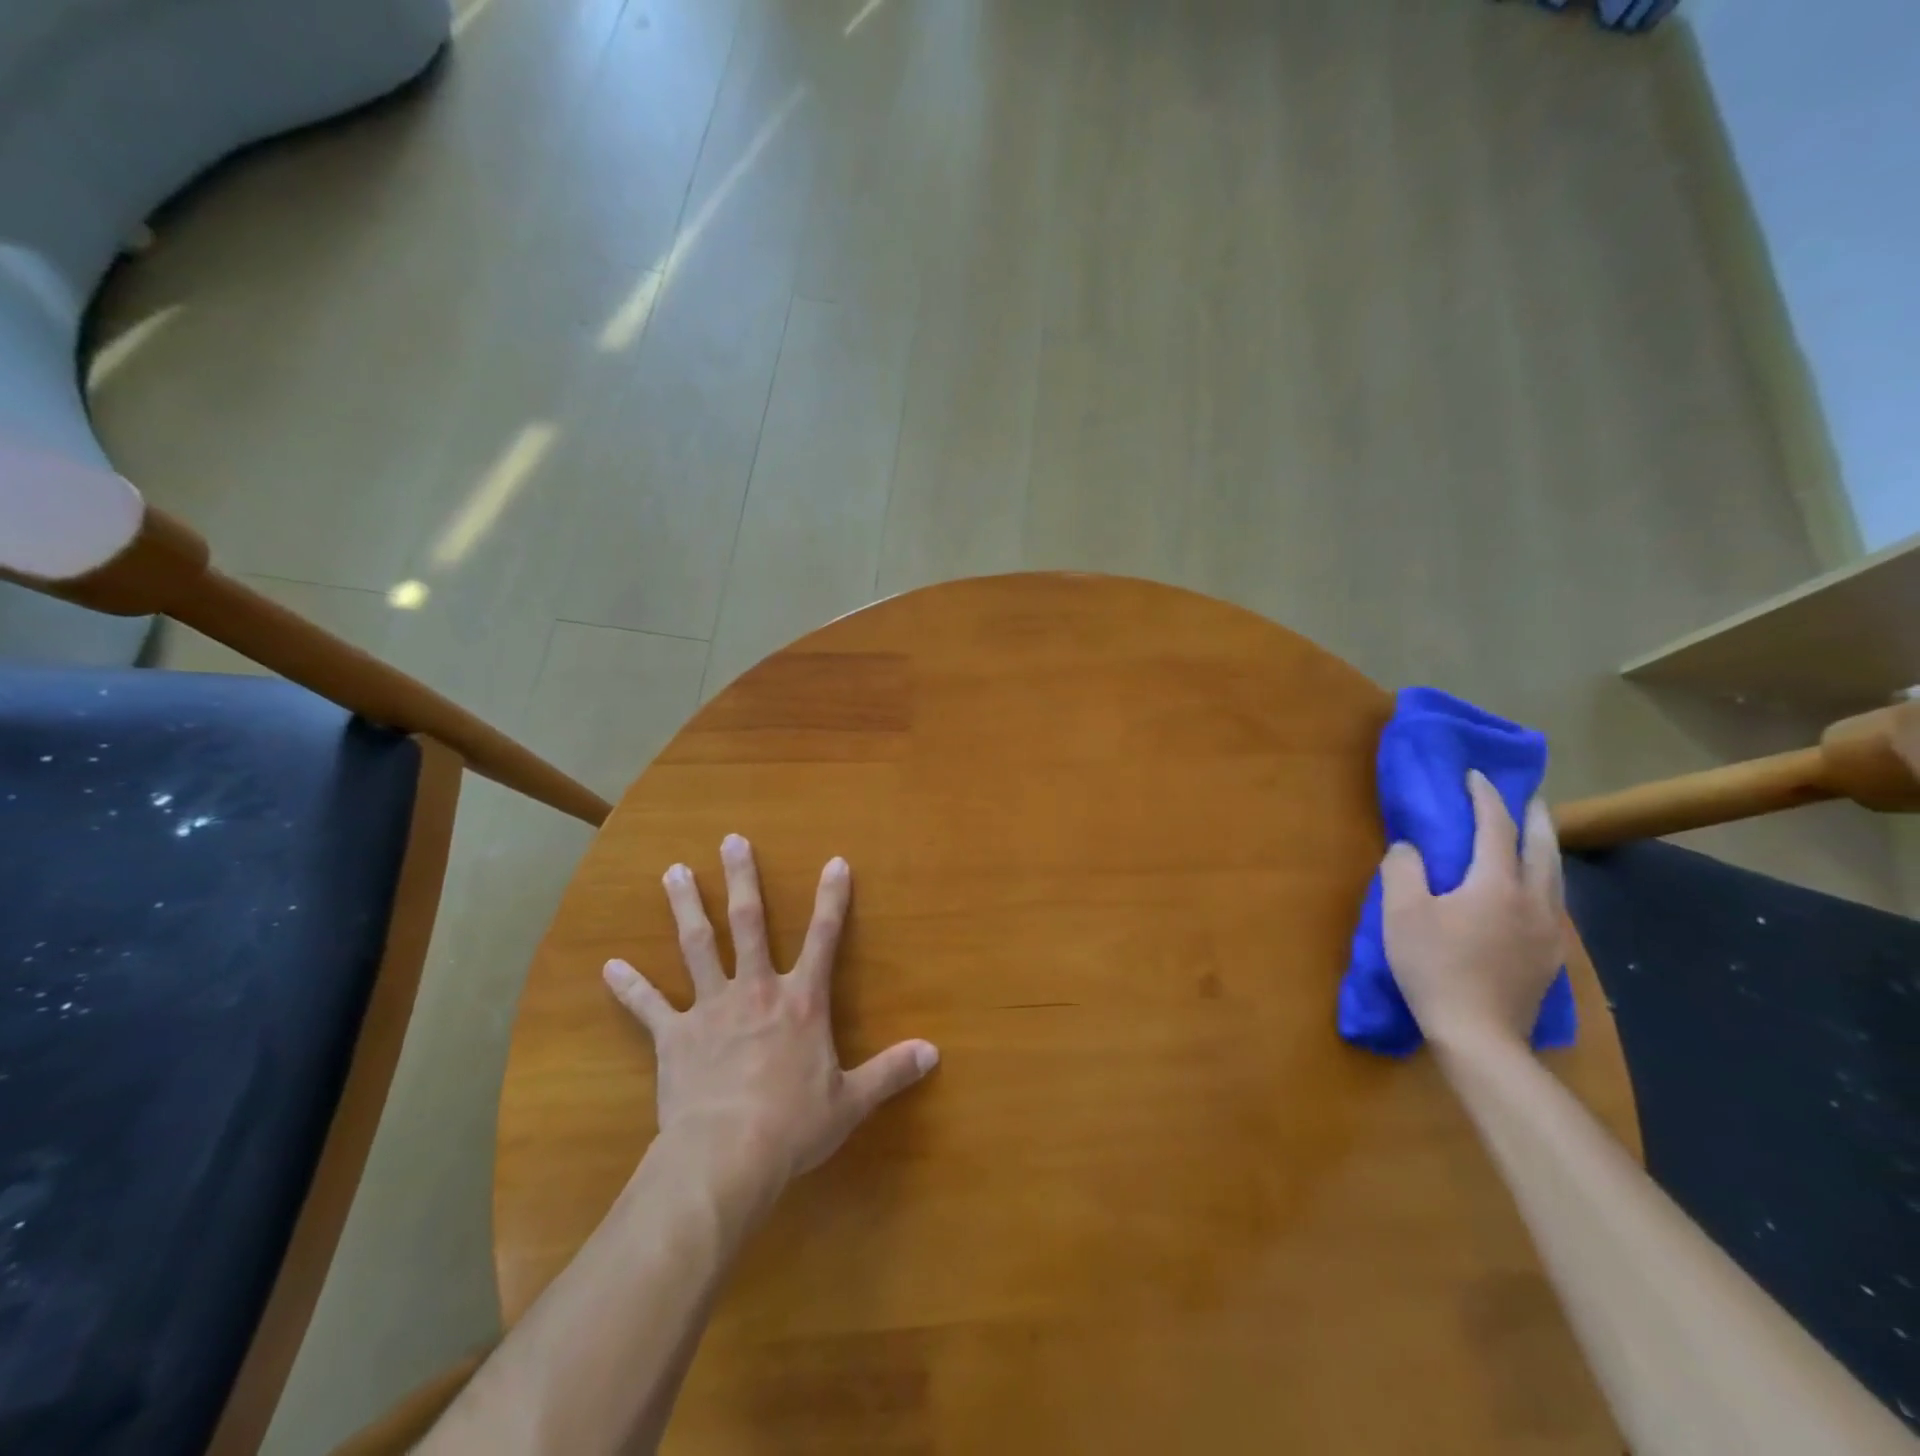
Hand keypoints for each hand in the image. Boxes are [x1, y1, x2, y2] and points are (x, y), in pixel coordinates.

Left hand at [603, 835, 938, 1190]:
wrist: (726, 1157)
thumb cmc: (793, 1125)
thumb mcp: (852, 1101)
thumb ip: (892, 1071)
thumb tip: (934, 1053)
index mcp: (801, 1001)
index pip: (824, 938)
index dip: (832, 899)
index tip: (835, 862)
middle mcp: (756, 990)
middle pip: (748, 923)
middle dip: (741, 880)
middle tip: (731, 841)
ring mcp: (711, 1009)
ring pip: (697, 946)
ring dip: (685, 907)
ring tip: (672, 872)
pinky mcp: (674, 1037)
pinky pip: (649, 1007)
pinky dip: (629, 987)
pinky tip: (608, 966)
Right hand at [1380, 770, 1564, 1053]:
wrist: (1479, 1035)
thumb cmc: (1434, 967)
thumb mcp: (1401, 913)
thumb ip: (1403, 870)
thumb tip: (1409, 848)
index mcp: (1496, 883)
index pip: (1495, 827)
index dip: (1485, 797)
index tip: (1475, 776)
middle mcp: (1533, 899)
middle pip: (1542, 847)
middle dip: (1534, 817)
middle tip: (1529, 797)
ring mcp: (1548, 930)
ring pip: (1555, 876)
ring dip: (1544, 848)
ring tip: (1533, 838)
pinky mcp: (1550, 957)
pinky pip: (1553, 903)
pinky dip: (1543, 881)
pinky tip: (1531, 891)